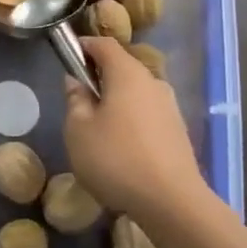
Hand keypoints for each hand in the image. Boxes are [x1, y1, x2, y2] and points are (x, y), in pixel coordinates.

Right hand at [63, 38, 209, 223]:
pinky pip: (148, 114)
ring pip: (136, 93)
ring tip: (99, 129)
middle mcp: (153, 82)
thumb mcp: (78, 129)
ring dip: (116, 101)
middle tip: (79, 100)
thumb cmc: (116, 159)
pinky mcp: (178, 131)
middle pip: (122, 67)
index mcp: (127, 74)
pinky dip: (132, 120)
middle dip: (99, 77)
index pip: (104, 44)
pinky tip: (122, 149)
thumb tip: (76, 81)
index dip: (84, 45)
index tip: (68, 57)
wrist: (173, 203)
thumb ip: (75, 99)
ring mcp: (170, 107)